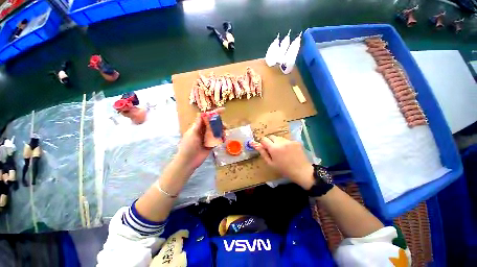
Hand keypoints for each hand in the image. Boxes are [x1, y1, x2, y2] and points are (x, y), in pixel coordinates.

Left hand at [176, 108, 224, 170]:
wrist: (188, 161)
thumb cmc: (188, 146)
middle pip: (214, 124)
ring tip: (224, 134)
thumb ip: (198, 124)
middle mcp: (204, 131)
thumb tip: (202, 113)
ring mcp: (208, 138)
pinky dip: (221, 138)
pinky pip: (217, 140)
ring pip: (217, 132)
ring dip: (221, 131)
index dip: (215, 113)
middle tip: (225, 126)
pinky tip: (223, 139)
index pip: (207, 118)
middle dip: (220, 124)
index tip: (223, 110)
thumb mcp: (192, 133)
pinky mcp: (211, 145)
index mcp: (198, 127)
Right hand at [252, 135, 314, 189]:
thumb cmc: (284, 169)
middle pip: (271, 136)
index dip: (263, 143)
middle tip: (273, 150)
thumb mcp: (271, 163)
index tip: (265, 148)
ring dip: (277, 142)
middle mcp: (281, 142)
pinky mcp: (295, 141)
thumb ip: (262, 153)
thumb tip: (255, 144)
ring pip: (279, 137)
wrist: (301, 171)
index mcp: (273, 148)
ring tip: (281, 151)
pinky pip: (286, 140)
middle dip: (270, 141)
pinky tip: (288, 151)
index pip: (264, 139)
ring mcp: (289, 141)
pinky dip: (285, 143)